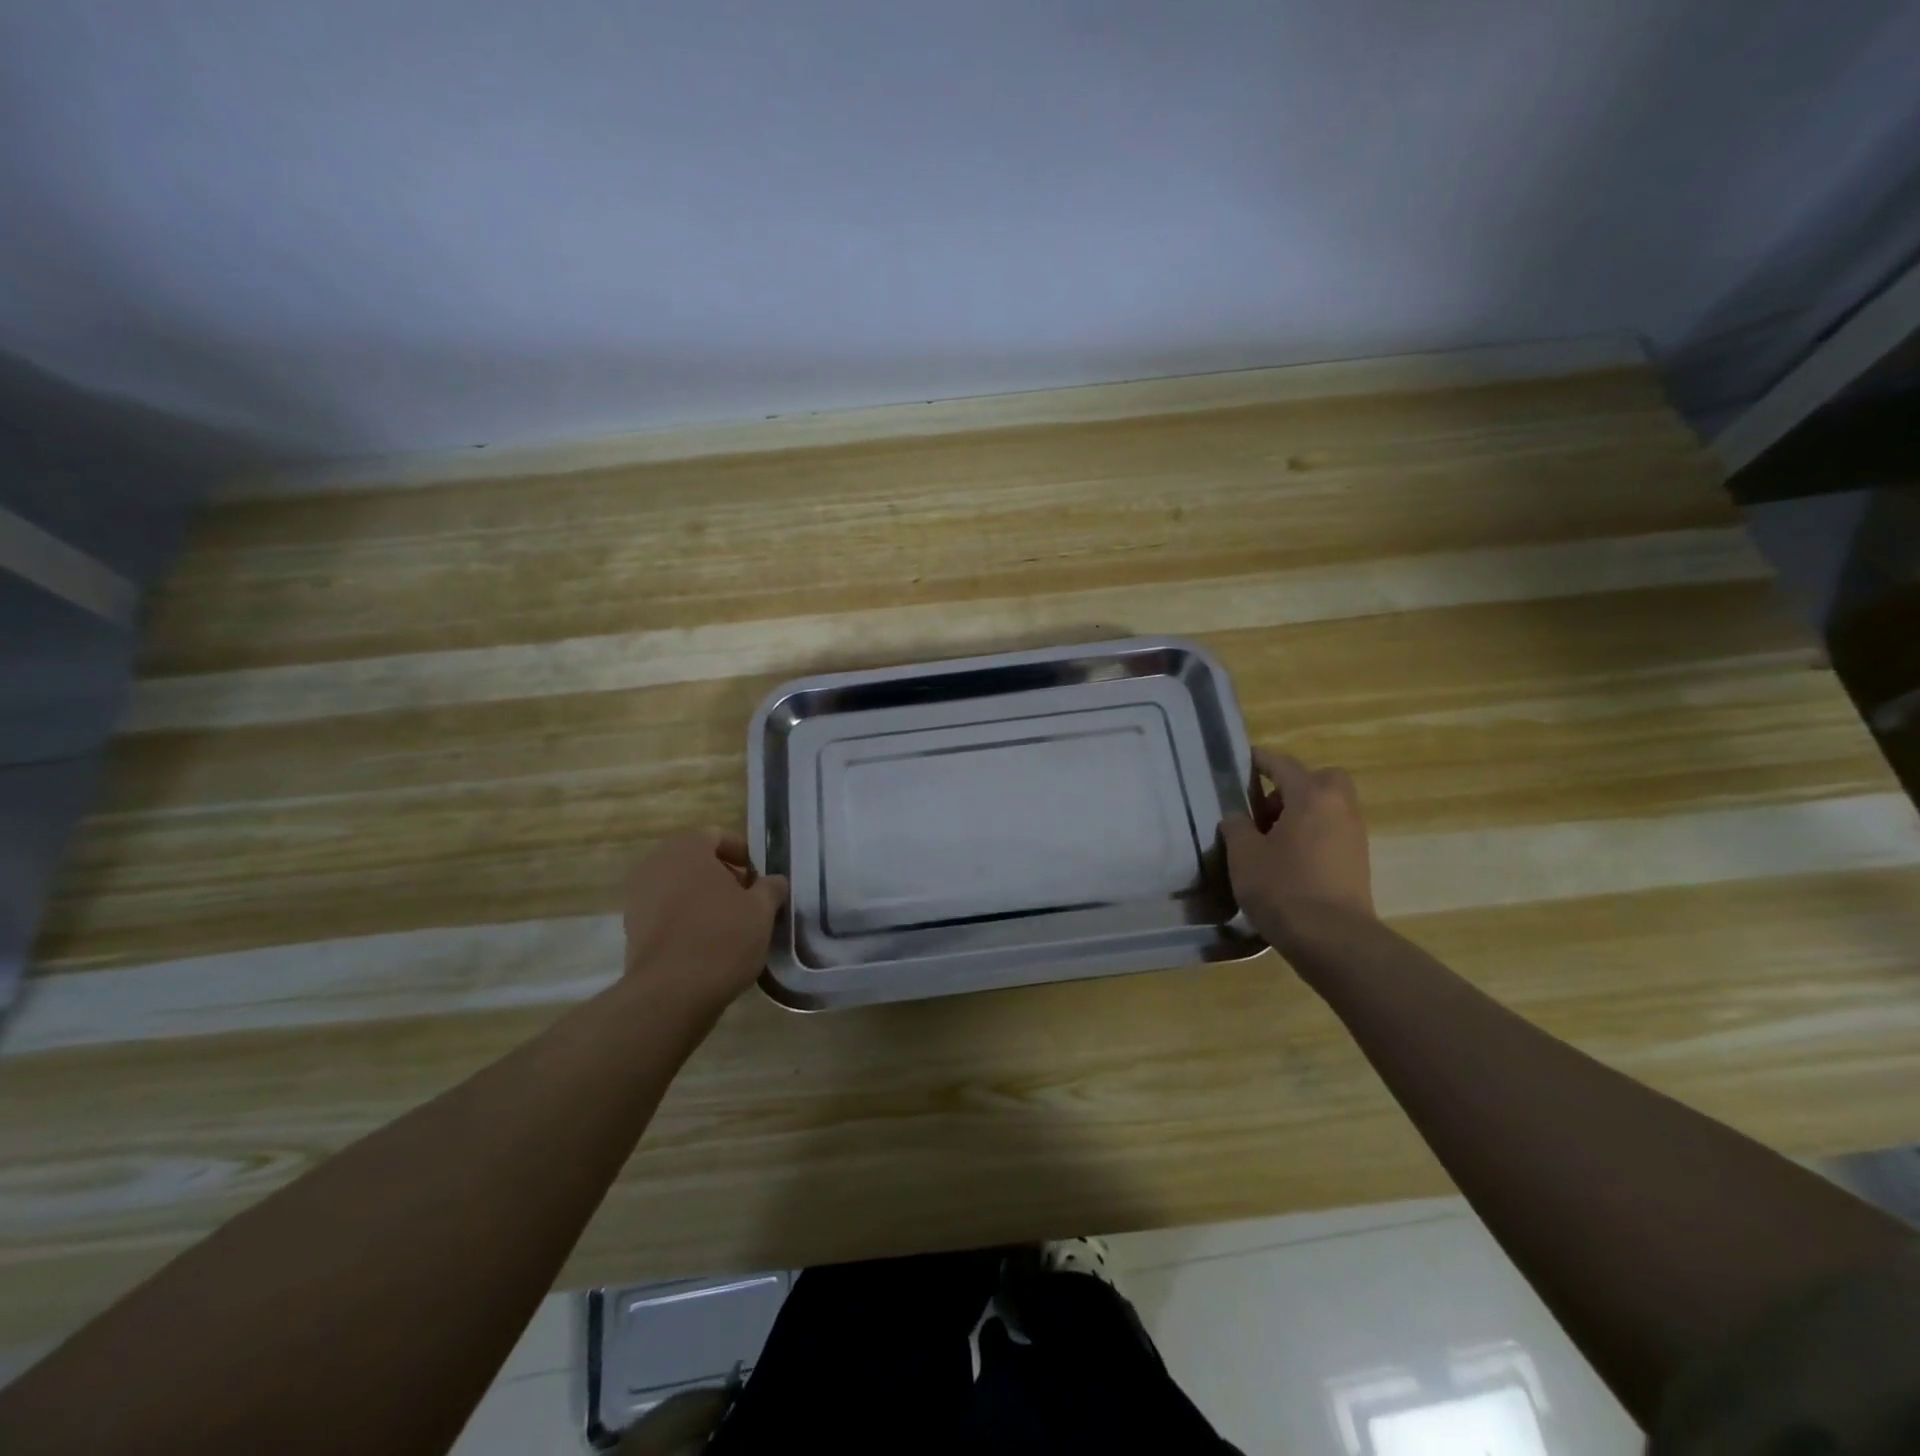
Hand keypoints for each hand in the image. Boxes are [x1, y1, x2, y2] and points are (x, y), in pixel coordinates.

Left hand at [621, 829, 787, 1017]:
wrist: (671, 994)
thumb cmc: (722, 937)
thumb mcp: (762, 910)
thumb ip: (771, 888)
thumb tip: (773, 882)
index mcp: (686, 848)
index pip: (718, 836)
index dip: (744, 855)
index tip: (760, 880)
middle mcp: (655, 865)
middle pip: (697, 862)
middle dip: (724, 878)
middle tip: (749, 901)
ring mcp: (638, 898)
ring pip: (680, 888)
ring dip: (705, 900)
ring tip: (731, 926)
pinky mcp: (632, 930)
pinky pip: (667, 914)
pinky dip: (687, 921)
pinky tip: (708, 945)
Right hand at [1221, 748, 1374, 951]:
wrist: (1333, 940)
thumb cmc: (1283, 888)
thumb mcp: (1244, 855)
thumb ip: (1236, 827)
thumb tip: (1238, 818)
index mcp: (1311, 796)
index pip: (1283, 765)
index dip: (1260, 760)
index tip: (1244, 759)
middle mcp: (1340, 808)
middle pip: (1319, 780)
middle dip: (1293, 786)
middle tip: (1265, 807)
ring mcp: (1354, 836)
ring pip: (1328, 807)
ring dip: (1302, 812)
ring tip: (1270, 838)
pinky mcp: (1358, 862)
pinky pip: (1332, 832)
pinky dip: (1312, 834)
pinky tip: (1288, 859)